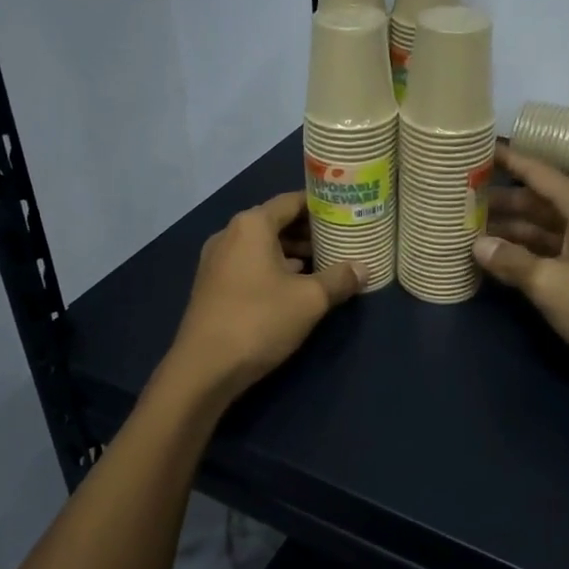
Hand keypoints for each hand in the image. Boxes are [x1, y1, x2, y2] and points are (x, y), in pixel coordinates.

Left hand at [166, 192, 364, 397]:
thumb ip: (339, 279)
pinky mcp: (213, 286)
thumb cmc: (259, 321)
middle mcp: (230, 234)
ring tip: (324, 263)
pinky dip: (274, 268)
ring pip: (262, 246)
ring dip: (292, 252)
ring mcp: (217, 261)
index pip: (292, 200)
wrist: (204, 368)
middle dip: (308, 230)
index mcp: (251, 225)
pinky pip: (249, 264)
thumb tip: (363, 269)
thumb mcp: (310, 300)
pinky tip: (295, 286)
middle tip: (340, 239)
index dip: (321, 205)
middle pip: (276, 222)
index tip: (346, 212)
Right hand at [475, 148, 568, 386]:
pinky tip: (494, 259)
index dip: (507, 160)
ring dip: (508, 228)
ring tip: (467, 227)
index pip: (537, 173)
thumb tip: (477, 245)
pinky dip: (522, 252)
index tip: (475, 150)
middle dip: (499, 199)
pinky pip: (547, 250)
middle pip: (535, 200)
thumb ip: (512, 261)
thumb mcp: (551, 284)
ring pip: (539, 227)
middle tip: (458, 198)